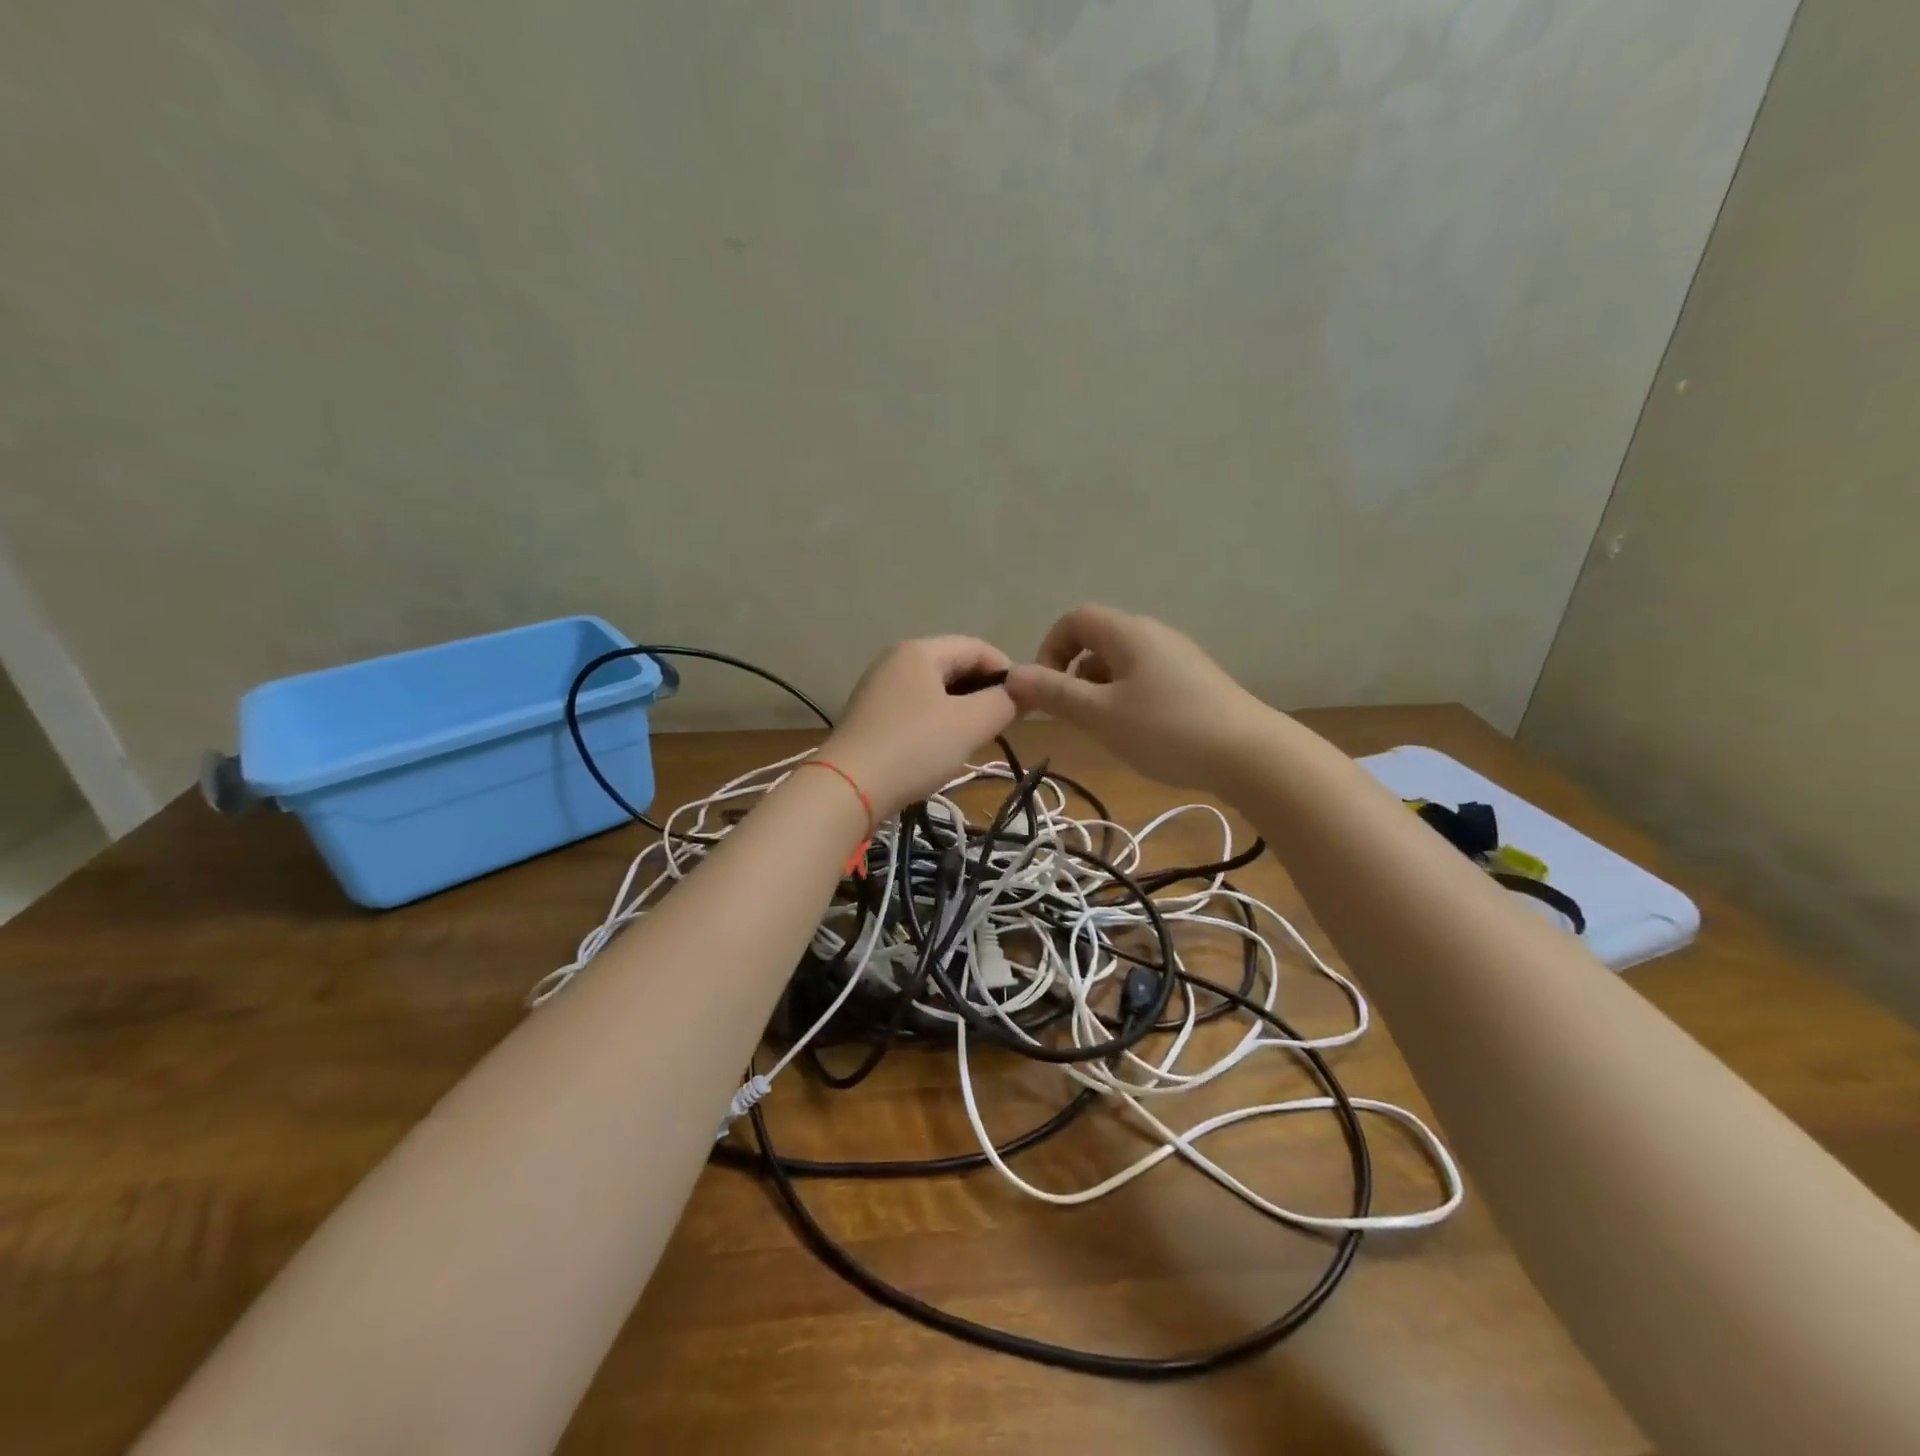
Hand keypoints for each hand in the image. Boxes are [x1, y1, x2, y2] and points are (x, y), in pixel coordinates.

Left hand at [824, 636, 1016, 816]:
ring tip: (977, 739)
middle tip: (1003, 725)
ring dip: (962, 711)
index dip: (1008, 672)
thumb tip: (1024, 692)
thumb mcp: (970, 724)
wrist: (848, 788)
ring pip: (935, 691)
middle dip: (984, 692)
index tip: (1026, 704)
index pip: (977, 648)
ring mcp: (878, 690)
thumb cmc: (914, 747)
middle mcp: (895, 661)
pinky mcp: (870, 718)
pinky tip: (943, 750)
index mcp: (919, 651)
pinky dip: (938, 723)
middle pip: (954, 666)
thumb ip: (1004, 702)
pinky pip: (916, 710)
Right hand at [1006, 605, 1275, 792]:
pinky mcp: (1195, 681)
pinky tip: (1139, 733)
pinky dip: (1127, 698)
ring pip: (1121, 663)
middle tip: (1073, 715)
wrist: (1251, 754)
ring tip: (1106, 729)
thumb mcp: (1100, 715)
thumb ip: (1054, 694)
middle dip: (1073, 675)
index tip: (1046, 689)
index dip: (1050, 649)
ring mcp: (1178, 657)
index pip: (1074, 619)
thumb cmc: (1166, 730)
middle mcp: (1153, 635)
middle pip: (1098, 640)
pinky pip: (1146, 678)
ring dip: (1099, 690)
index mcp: (1128, 633)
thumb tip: (1012, 676)